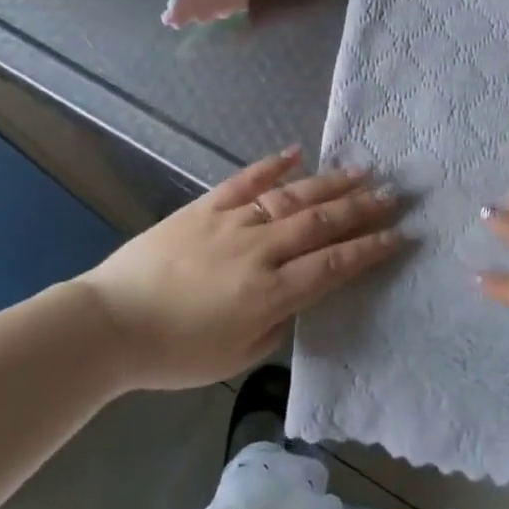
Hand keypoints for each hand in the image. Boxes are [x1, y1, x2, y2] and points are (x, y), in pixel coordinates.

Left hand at [81, 148, 401, 390]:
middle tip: (394, 194)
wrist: (109, 324)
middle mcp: (259, 250)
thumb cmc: (174, 353)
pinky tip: (297, 152)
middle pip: (320, 223)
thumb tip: (298, 294)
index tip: (399, 234)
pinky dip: (273, 164)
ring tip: (362, 170)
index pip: (333, 264)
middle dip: (362, 209)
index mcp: (269, 292)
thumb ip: (276, 323)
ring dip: (330, 183)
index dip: (369, 249)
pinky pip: (244, 180)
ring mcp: (231, 222)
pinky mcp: (204, 206)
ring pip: (291, 197)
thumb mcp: (236, 357)